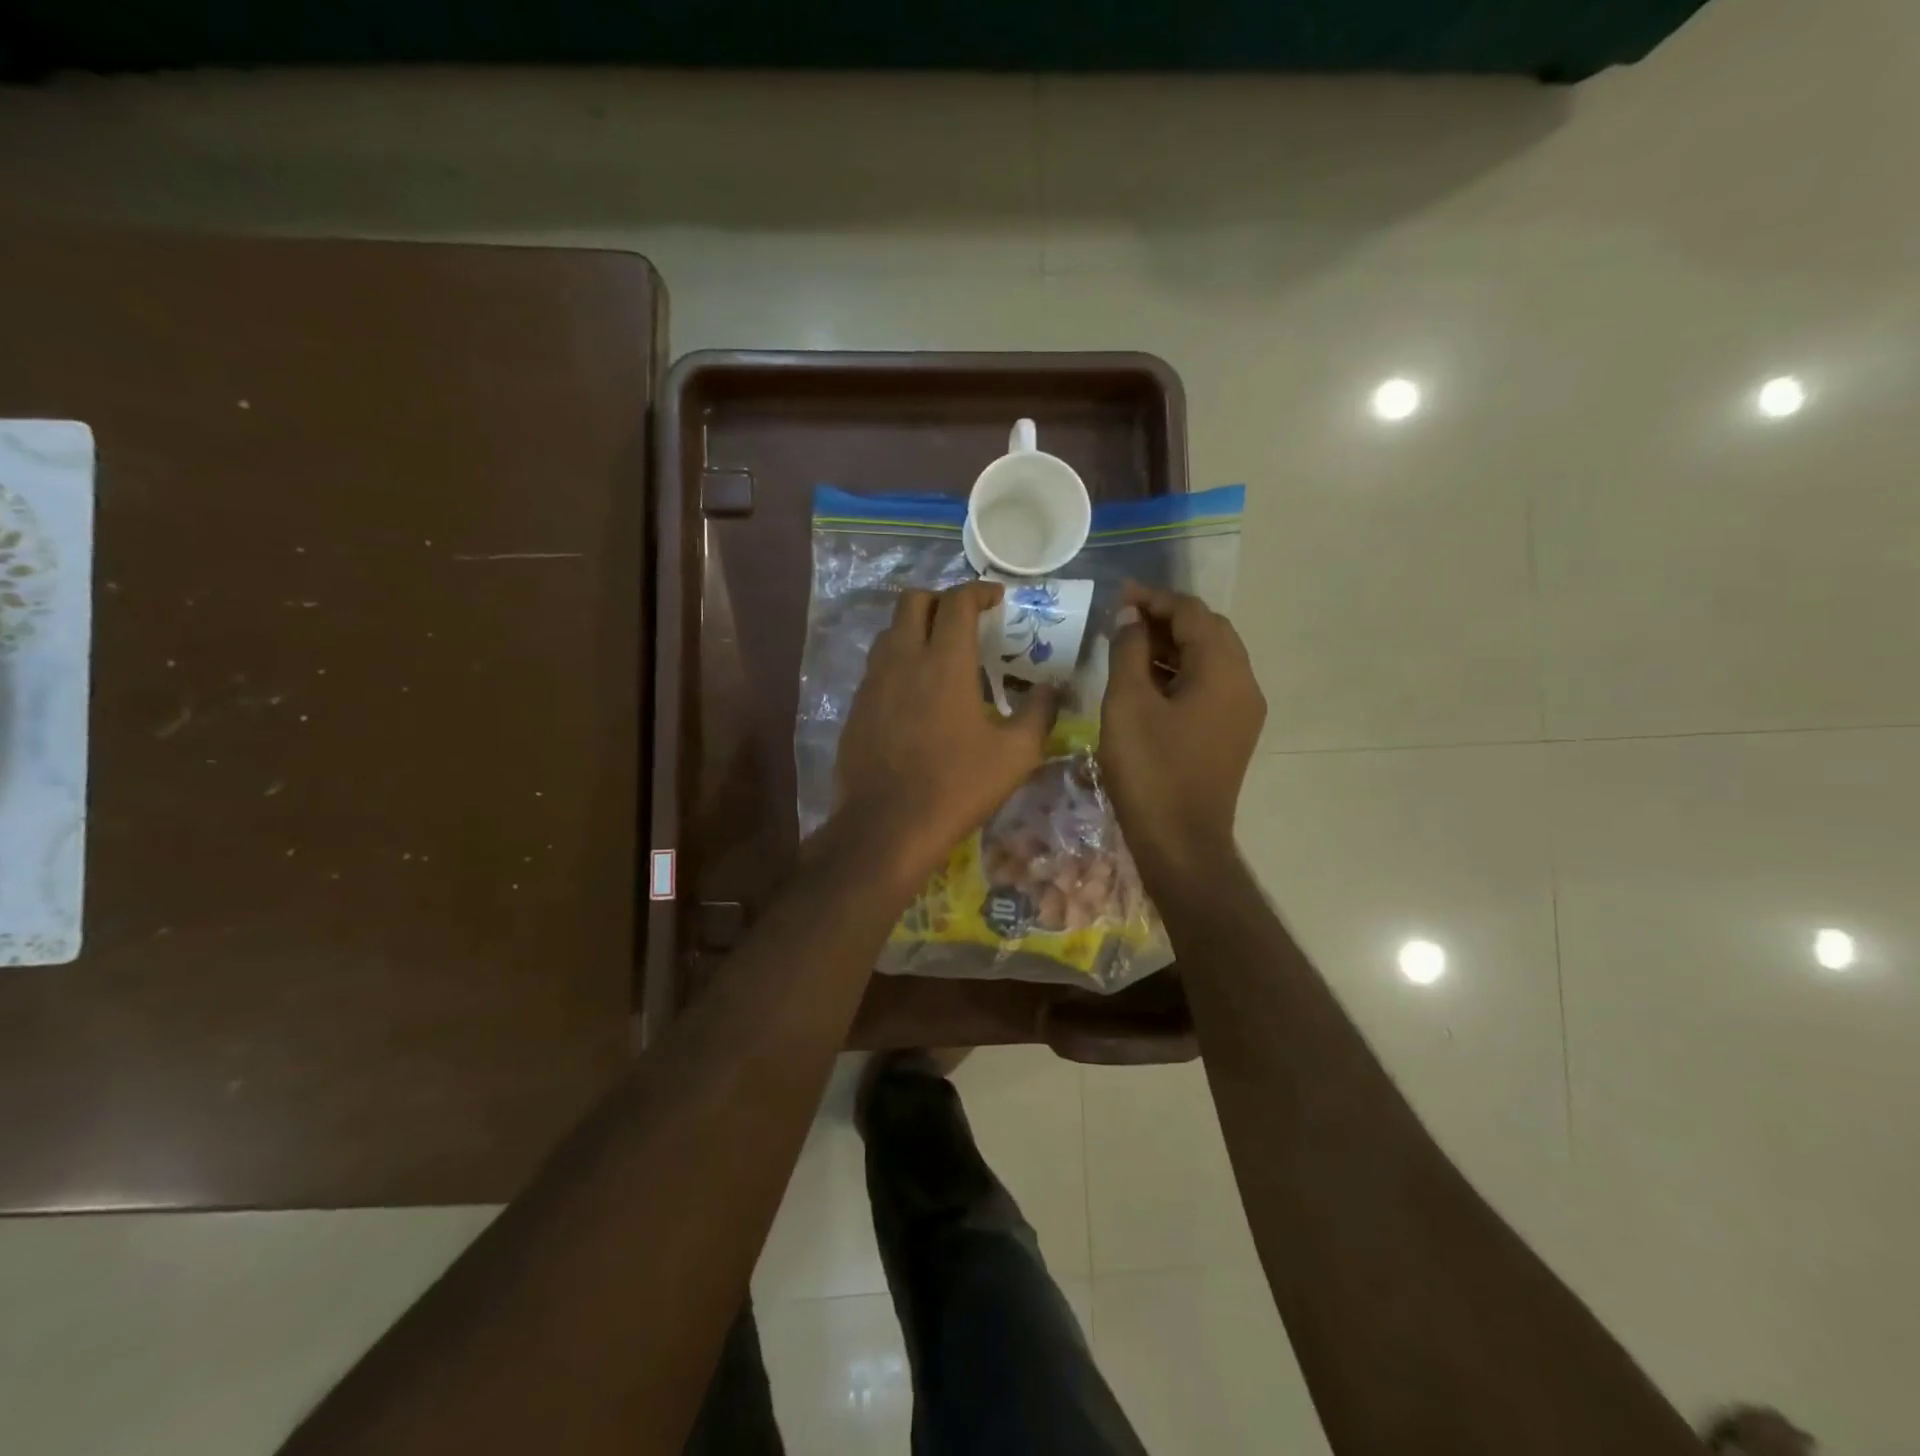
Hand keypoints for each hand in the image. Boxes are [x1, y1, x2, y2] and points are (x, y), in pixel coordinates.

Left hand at [836, 582, 1055, 881]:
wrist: (887, 826)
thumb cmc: (957, 786)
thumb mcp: (1016, 754)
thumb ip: (1039, 712)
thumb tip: (1053, 688)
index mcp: (944, 661)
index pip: (957, 601)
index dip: (979, 591)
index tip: (997, 600)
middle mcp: (903, 659)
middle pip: (913, 601)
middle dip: (942, 599)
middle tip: (965, 621)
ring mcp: (873, 682)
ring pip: (890, 631)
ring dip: (916, 628)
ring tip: (939, 653)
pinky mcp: (856, 707)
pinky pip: (877, 666)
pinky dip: (898, 662)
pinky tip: (915, 694)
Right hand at [1098, 584, 1265, 878]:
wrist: (1181, 842)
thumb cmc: (1150, 770)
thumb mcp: (1127, 703)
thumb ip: (1129, 651)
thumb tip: (1130, 617)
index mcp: (1223, 671)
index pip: (1193, 613)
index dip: (1154, 599)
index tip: (1118, 597)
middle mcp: (1244, 684)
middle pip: (1209, 632)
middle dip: (1166, 619)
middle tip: (1123, 620)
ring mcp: (1243, 712)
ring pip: (1210, 660)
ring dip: (1173, 646)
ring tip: (1129, 647)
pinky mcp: (1232, 734)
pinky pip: (1209, 686)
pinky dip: (1181, 673)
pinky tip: (1148, 682)